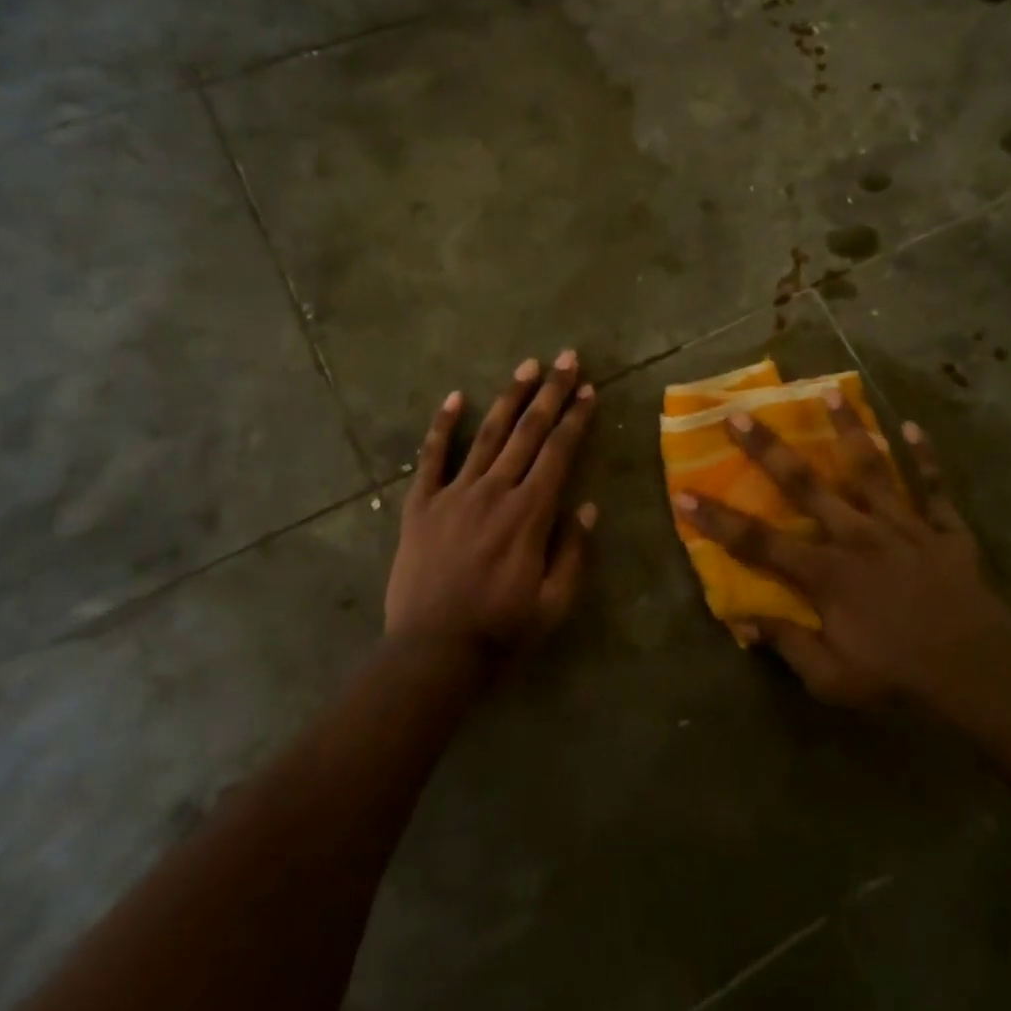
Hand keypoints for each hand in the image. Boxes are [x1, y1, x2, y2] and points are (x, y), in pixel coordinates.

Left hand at [386, 351, 597, 664]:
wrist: (432, 652)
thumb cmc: (500, 630)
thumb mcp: (554, 603)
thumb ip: (574, 551)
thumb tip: (587, 505)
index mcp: (529, 513)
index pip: (558, 452)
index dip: (576, 418)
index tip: (588, 389)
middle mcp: (494, 491)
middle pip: (528, 432)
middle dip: (551, 393)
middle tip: (567, 358)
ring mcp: (454, 493)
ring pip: (487, 434)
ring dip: (509, 398)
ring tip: (527, 366)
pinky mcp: (422, 504)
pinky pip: (432, 457)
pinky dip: (442, 426)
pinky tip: (454, 397)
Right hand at [674, 394, 1010, 710]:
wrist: (982, 678)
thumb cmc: (900, 679)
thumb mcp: (833, 680)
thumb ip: (787, 644)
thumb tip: (742, 619)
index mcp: (826, 572)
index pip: (758, 542)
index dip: (717, 519)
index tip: (684, 492)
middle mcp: (857, 535)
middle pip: (804, 484)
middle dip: (767, 448)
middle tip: (738, 414)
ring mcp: (903, 527)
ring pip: (871, 469)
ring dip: (849, 430)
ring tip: (831, 393)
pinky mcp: (944, 531)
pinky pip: (935, 489)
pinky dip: (927, 459)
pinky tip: (914, 428)